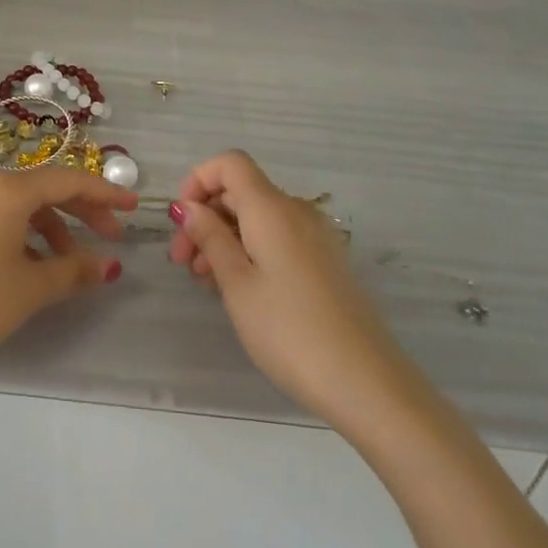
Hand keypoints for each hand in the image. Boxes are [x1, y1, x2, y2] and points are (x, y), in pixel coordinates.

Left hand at [0, 169, 137, 376]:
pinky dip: (29, 234)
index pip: (68, 180)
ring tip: (72, 263)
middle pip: (47, 189)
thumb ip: (75, 269)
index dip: (104, 192)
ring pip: (25, 205)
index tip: (133, 207)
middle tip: (112, 236)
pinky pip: (4, 217)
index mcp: (9, 191)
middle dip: (83, 210)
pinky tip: (37, 264)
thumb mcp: (32, 287)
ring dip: (55, 227)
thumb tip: (109, 265)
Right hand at [168, 150, 401, 423]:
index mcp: (271, 208)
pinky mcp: (325, 263)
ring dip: (224, 238)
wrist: (367, 383)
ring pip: (257, 219)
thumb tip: (188, 207)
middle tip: (180, 262)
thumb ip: (210, 238)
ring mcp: (314, 237)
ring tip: (204, 281)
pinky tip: (237, 288)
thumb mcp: (237, 284)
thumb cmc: (289, 330)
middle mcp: (295, 211)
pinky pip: (277, 239)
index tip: (181, 219)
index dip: (198, 179)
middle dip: (205, 217)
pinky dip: (249, 251)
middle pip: (241, 192)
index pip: (230, 163)